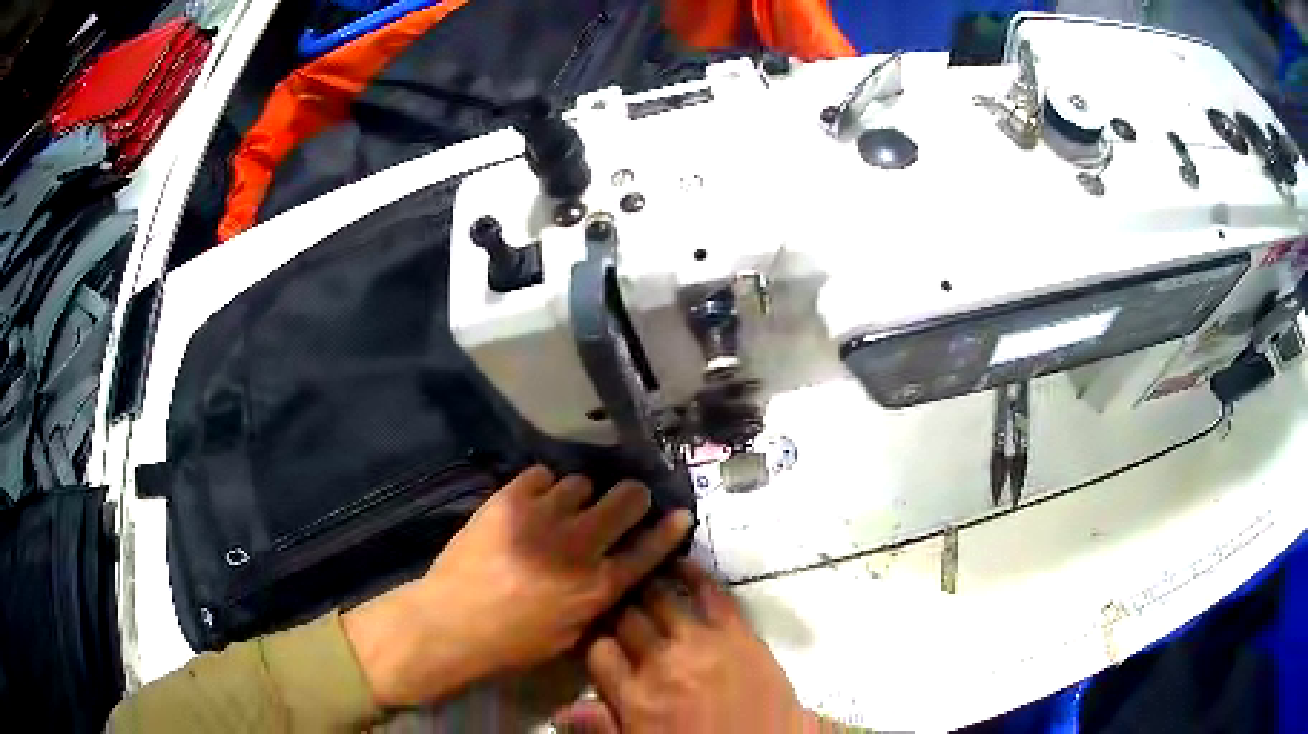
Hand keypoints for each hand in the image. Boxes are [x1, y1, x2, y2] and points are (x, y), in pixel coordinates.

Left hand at [342, 466, 692, 707]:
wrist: (453, 621)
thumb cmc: (513, 642)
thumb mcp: (569, 636)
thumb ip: (596, 601)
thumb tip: (610, 575)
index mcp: (598, 586)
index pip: (648, 550)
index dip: (669, 530)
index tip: (679, 513)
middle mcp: (579, 546)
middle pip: (626, 501)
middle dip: (631, 497)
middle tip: (623, 500)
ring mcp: (544, 518)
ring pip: (581, 483)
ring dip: (579, 496)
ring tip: (562, 508)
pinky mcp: (509, 501)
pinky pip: (541, 476)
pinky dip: (542, 487)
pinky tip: (532, 502)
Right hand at [584, 560, 815, 732]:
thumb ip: (602, 728)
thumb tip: (562, 710)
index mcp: (634, 698)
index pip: (599, 652)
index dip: (596, 640)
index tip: (599, 635)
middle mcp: (660, 664)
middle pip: (626, 620)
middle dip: (618, 608)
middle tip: (617, 600)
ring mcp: (701, 645)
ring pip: (660, 601)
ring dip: (646, 586)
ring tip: (640, 573)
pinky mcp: (739, 636)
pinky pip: (712, 595)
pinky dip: (694, 574)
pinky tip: (681, 563)